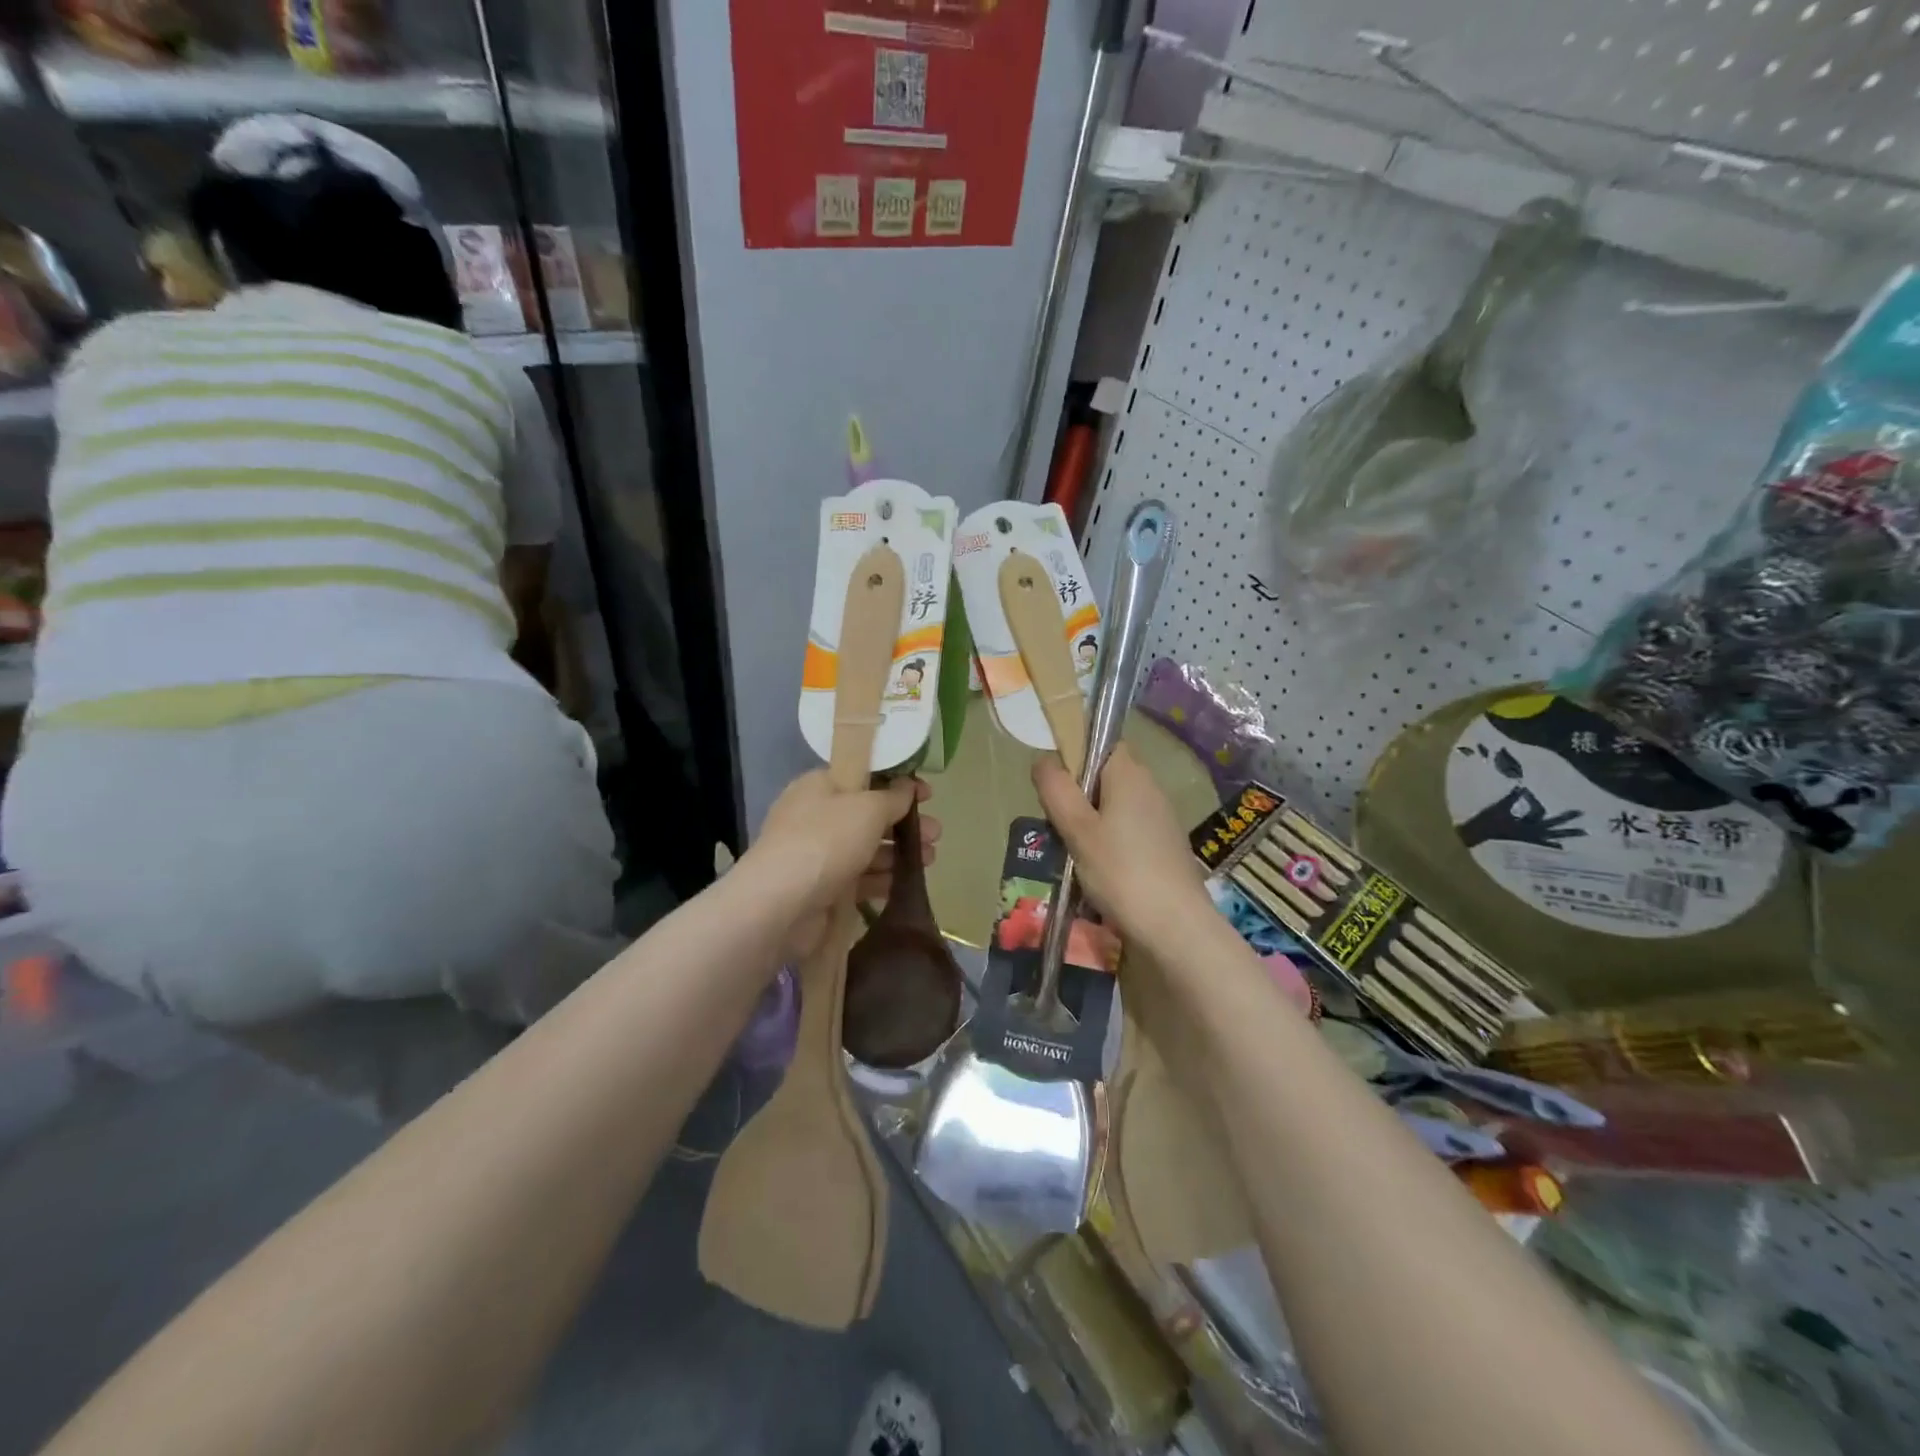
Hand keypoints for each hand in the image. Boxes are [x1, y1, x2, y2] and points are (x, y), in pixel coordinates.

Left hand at [746, 771, 939, 958]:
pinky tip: (906, 884)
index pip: (863, 776)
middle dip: (904, 823)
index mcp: (819, 786)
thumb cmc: (826, 841)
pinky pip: (859, 878)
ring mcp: (818, 855)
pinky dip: (882, 879)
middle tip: (936, 834)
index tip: (928, 794)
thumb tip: (907, 787)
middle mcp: (816, 816)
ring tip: (929, 860)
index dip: (897, 783)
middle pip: (869, 815)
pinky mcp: (822, 889)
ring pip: (867, 848)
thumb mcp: (867, 808)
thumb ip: (892, 797)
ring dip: (899, 852)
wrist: (781, 905)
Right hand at [1033, 744, 1208, 949]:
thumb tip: (1044, 758)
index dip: (1075, 755)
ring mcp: (1161, 818)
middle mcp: (1150, 787)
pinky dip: (1109, 842)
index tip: (1054, 785)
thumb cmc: (1121, 872)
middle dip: (1077, 795)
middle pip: (1105, 776)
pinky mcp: (1165, 846)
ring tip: (1071, 851)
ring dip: (1091, 822)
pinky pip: (1128, 830)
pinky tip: (1097, 869)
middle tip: (1056, 824)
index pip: (1101, 742)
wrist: (1176, 927)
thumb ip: (1056, 789)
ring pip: (1115, 806)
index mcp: (1130, 774)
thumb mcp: (1078, 829)